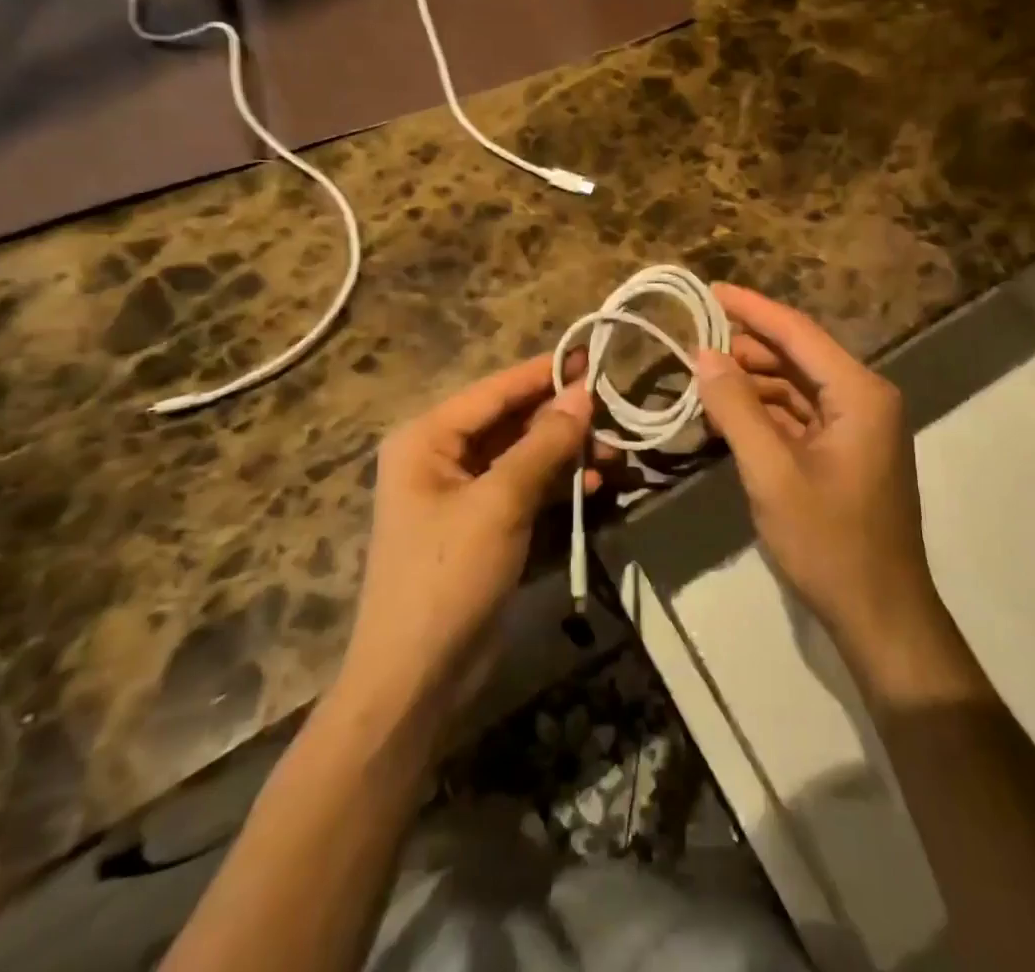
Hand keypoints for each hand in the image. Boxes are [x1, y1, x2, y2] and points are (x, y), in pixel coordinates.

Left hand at [338, 357, 592, 729]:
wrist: (417, 679)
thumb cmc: (448, 576)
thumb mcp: (500, 503)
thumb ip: (543, 444)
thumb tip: (582, 394)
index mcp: (427, 439)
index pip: (494, 391)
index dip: (542, 373)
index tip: (590, 356)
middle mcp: (441, 457)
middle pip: (511, 423)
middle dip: (563, 420)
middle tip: (616, 411)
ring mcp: (463, 494)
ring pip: (524, 457)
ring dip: (567, 455)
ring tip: (617, 453)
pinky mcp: (483, 527)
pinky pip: (525, 491)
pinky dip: (558, 487)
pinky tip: (597, 486)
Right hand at [694, 285, 945, 679]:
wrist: (880, 615)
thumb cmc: (829, 541)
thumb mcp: (772, 473)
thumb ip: (736, 409)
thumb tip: (704, 354)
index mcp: (858, 393)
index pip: (796, 331)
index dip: (751, 308)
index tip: (708, 290)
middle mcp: (863, 398)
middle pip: (796, 356)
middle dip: (744, 349)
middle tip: (691, 342)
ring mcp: (856, 426)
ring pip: (794, 387)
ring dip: (750, 382)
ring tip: (700, 378)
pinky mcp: (844, 451)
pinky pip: (799, 416)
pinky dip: (763, 412)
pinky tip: (726, 414)